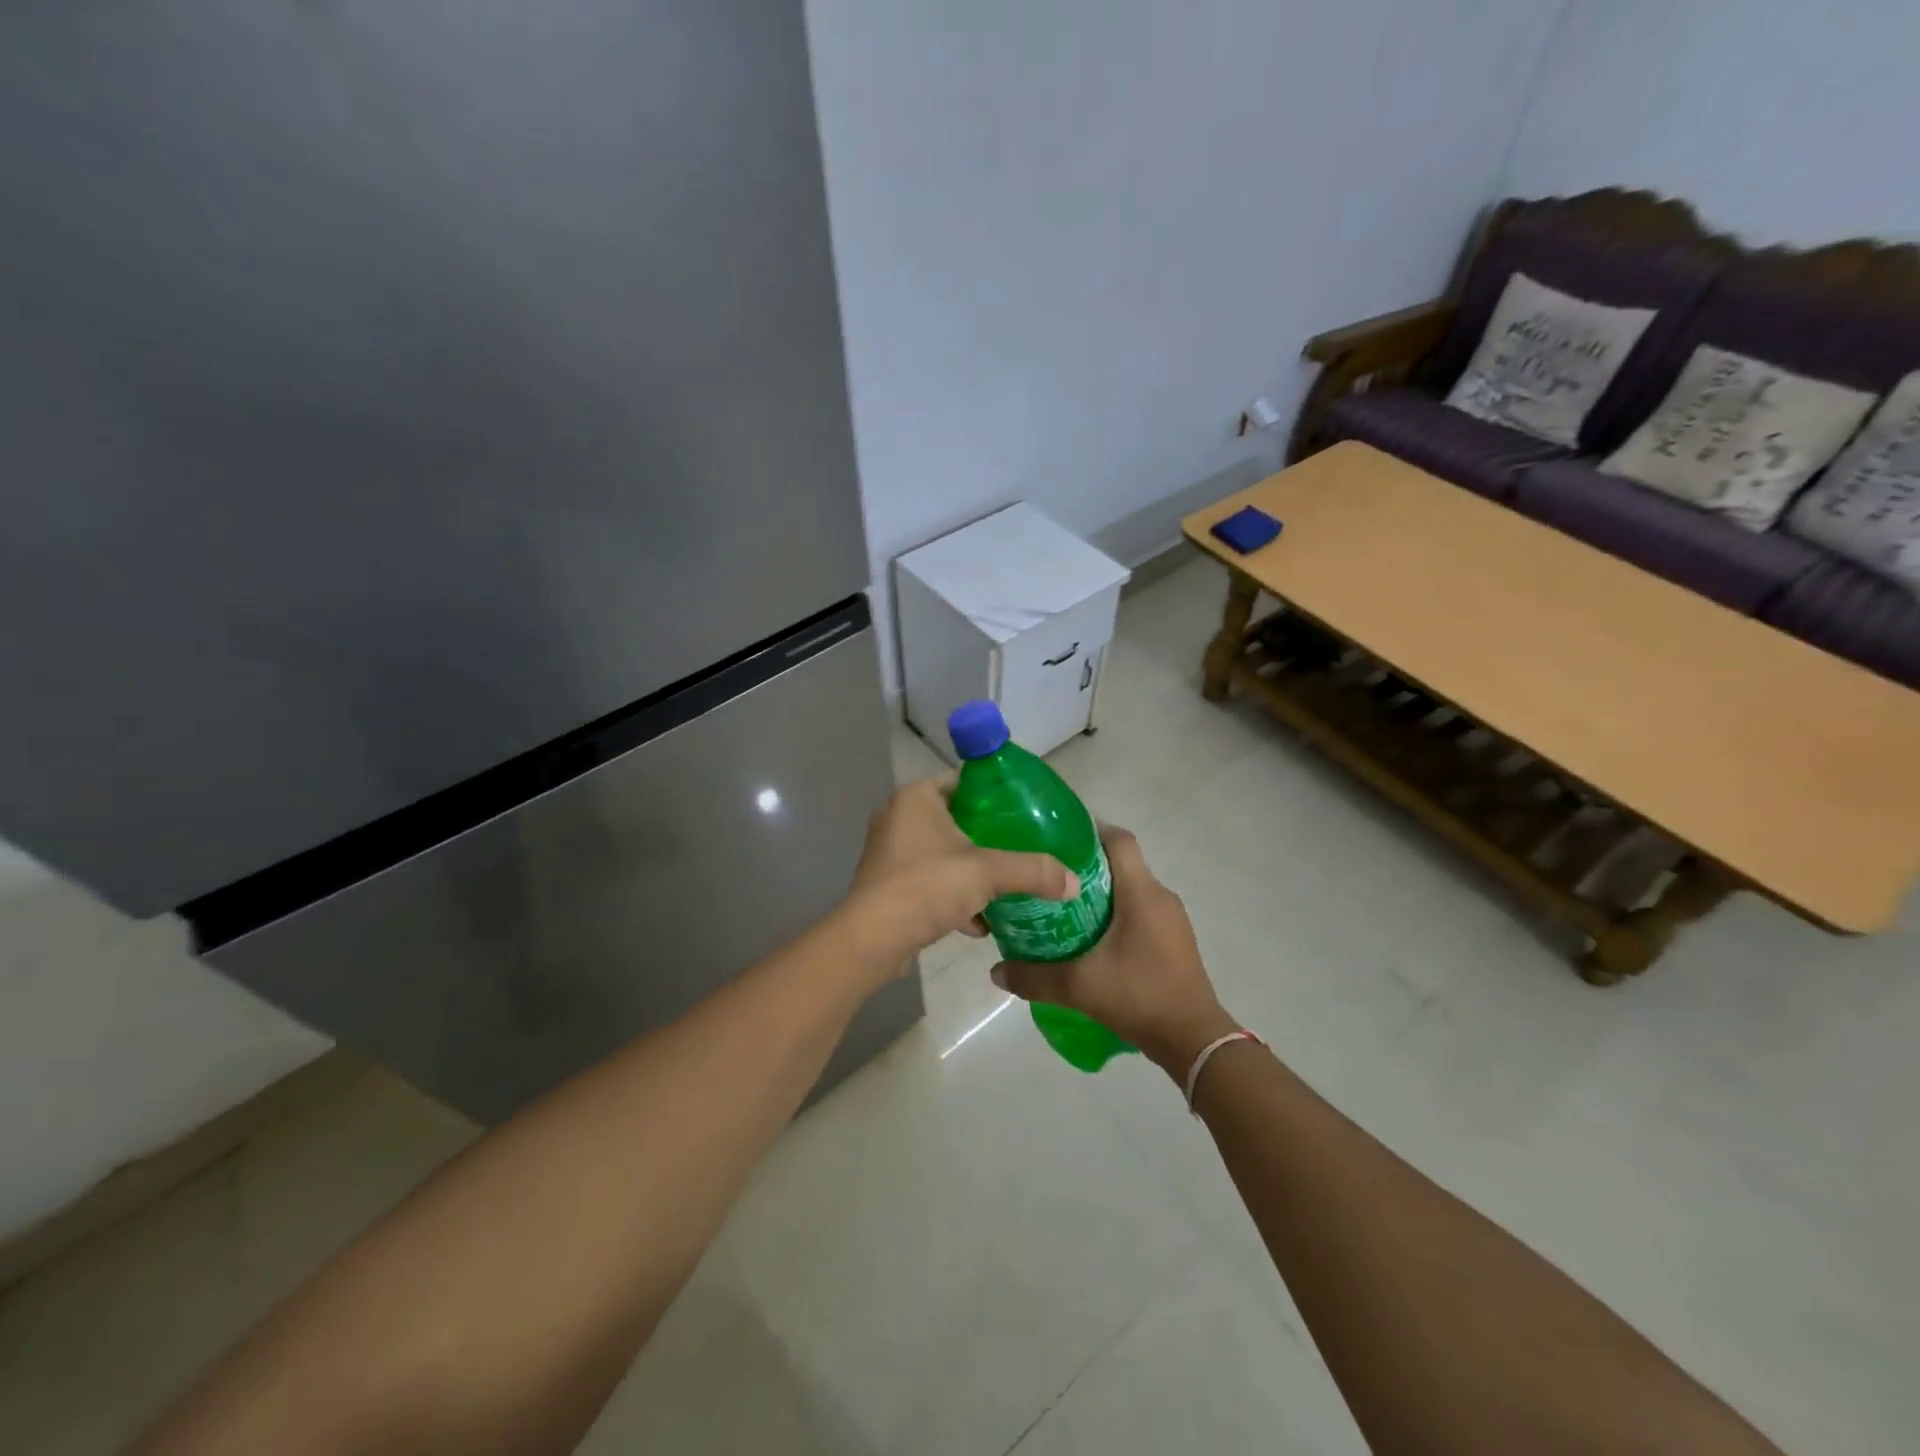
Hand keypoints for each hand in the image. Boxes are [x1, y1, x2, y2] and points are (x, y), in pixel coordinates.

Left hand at [843, 779, 1078, 971]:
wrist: (873, 939)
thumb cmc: (927, 886)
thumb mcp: (988, 873)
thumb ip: (1033, 871)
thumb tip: (1073, 881)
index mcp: (916, 797)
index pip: (963, 783)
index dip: (995, 796)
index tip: (1024, 814)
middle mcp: (897, 817)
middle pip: (954, 820)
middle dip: (986, 840)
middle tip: (1019, 850)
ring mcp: (888, 852)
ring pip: (941, 855)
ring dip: (969, 873)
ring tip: (1003, 889)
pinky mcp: (885, 885)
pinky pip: (927, 882)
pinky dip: (951, 897)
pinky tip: (977, 923)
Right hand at [990, 826, 1237, 1075]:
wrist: (1194, 1039)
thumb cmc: (1139, 996)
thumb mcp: (1079, 987)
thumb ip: (1034, 977)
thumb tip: (995, 971)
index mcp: (1141, 893)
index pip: (1119, 840)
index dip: (1090, 829)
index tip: (1057, 837)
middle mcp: (1160, 896)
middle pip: (1122, 863)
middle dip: (1086, 865)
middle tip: (1049, 877)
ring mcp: (1172, 919)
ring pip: (1132, 888)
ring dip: (1102, 892)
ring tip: (1064, 906)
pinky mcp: (1175, 940)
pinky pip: (1142, 910)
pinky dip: (1117, 913)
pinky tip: (1092, 937)